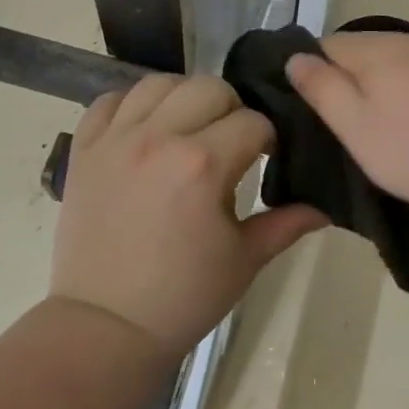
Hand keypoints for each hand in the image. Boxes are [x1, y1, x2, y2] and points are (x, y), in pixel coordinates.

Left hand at [51, 75, 325, 356]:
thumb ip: (286, 224)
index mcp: (203, 164)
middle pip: (209, 87)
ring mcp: (115, 140)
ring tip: (188, 129)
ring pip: (159, 83)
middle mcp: (158, 138)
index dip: (268, 139)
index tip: (266, 160)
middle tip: (230, 143)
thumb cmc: (184, 296)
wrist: (107, 326)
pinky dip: (131, 105)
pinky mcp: (83, 150)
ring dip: (183, 98)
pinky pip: (108, 101)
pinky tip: (145, 129)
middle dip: (231, 110)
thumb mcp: (245, 260)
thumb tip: (325, 208)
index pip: (253, 122)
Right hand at [285, 32, 408, 209]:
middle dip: (344, 84)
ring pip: (392, 68)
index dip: (308, 75)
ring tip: (376, 132)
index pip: (322, 46)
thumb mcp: (357, 127)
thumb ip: (322, 90)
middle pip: (359, 55)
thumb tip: (294, 58)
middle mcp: (405, 42)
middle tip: (338, 129)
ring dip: (379, 93)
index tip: (306, 112)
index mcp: (373, 50)